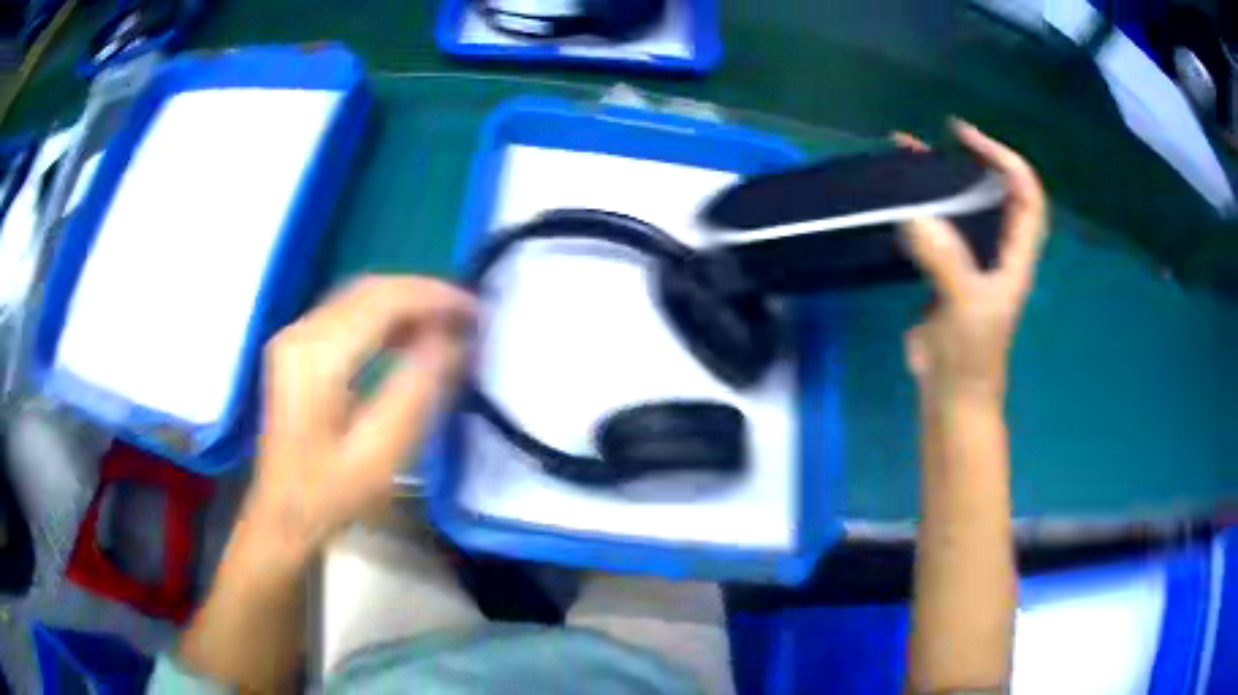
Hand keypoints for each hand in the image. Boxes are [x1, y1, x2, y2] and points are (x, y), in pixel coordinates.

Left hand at [246, 276, 473, 558]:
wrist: (282, 514)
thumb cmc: (330, 493)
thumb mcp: (381, 452)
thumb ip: (418, 389)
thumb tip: (453, 340)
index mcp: (318, 357)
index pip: (382, 300)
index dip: (434, 297)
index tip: (476, 313)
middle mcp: (301, 333)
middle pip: (369, 290)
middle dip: (423, 295)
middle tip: (467, 316)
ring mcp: (294, 337)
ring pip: (358, 297)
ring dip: (405, 304)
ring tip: (446, 325)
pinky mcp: (295, 348)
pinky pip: (346, 313)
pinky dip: (383, 316)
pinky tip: (408, 336)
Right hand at [894, 121, 1047, 406]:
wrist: (952, 393)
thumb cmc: (973, 355)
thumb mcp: (966, 307)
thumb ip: (946, 261)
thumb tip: (915, 215)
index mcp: (1016, 254)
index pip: (1026, 194)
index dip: (1004, 159)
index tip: (967, 138)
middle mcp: (998, 249)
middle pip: (995, 192)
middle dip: (970, 160)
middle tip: (934, 141)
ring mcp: (972, 259)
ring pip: (964, 207)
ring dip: (941, 180)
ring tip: (907, 157)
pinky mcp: (946, 270)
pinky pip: (938, 227)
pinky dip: (921, 207)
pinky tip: (899, 201)